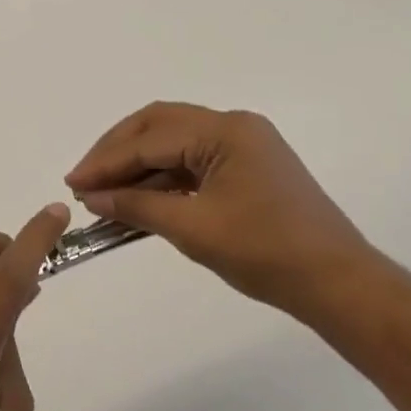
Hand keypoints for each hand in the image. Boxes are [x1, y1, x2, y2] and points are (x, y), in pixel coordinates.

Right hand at [65, 102, 375, 320]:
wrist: (339, 284)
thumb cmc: (267, 254)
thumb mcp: (194, 229)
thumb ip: (138, 206)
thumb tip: (91, 196)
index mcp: (225, 130)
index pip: (151, 139)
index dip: (107, 161)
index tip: (72, 183)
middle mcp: (234, 125)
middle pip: (160, 126)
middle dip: (118, 151)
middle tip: (84, 179)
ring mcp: (244, 145)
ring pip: (175, 143)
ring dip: (139, 166)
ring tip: (105, 193)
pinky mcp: (248, 167)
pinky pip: (194, 162)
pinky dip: (164, 178)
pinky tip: (140, 199)